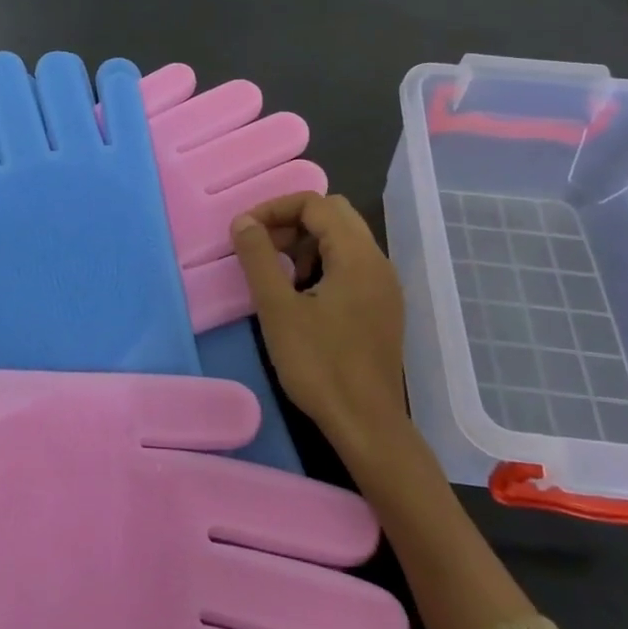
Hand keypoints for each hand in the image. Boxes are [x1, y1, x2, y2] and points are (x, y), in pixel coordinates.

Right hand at [230, 193, 408, 465]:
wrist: (366, 424)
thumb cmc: (319, 365)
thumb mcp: (278, 309)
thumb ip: (258, 258)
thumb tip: (244, 221)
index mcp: (357, 256)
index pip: (315, 204)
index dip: (275, 208)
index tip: (245, 231)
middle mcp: (377, 262)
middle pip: (334, 215)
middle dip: (292, 221)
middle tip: (261, 248)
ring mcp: (384, 286)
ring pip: (344, 239)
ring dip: (306, 243)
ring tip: (278, 275)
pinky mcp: (382, 307)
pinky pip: (351, 265)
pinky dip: (323, 263)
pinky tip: (302, 297)